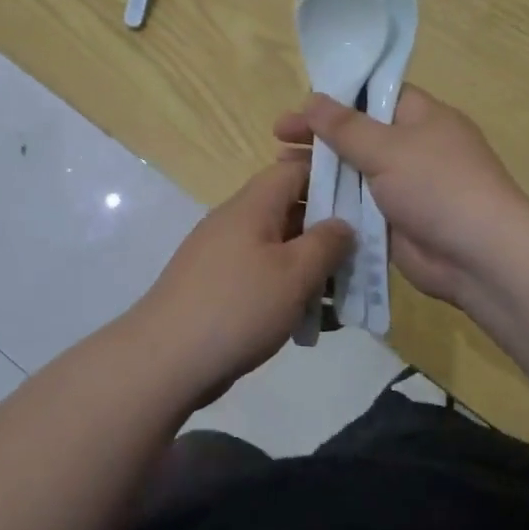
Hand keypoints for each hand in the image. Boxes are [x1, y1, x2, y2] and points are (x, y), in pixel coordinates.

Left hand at [131, 158, 353, 392]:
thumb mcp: (294, 273)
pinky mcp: (217, 287)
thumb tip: (343, 223)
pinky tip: (309, 322)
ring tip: (341, 299)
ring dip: (311, 268)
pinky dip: (287, 291)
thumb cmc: (237, 307)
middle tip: (361, 259)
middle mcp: (235, 221)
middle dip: (327, 233)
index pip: (294, 169)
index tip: (364, 200)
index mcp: (252, 206)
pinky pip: (261, 277)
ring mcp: (222, 255)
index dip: (330, 177)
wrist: (164, 360)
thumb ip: (326, 243)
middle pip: (290, 210)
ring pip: (279, 248)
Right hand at [273, 87, 528, 309]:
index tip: (302, 104)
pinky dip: (332, 203)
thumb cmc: (438, 186)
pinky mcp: (395, 222)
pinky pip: (358, 206)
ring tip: (280, 168)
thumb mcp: (388, 148)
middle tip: (278, 136)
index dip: (338, 96)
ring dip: (321, 170)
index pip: (375, 94)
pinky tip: (298, 202)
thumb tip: (310, 98)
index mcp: (422, 117)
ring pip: (354, 171)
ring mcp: (404, 187)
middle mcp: (413, 147)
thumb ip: (345, 126)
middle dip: (320, 135)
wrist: (479, 257)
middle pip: (358, 134)